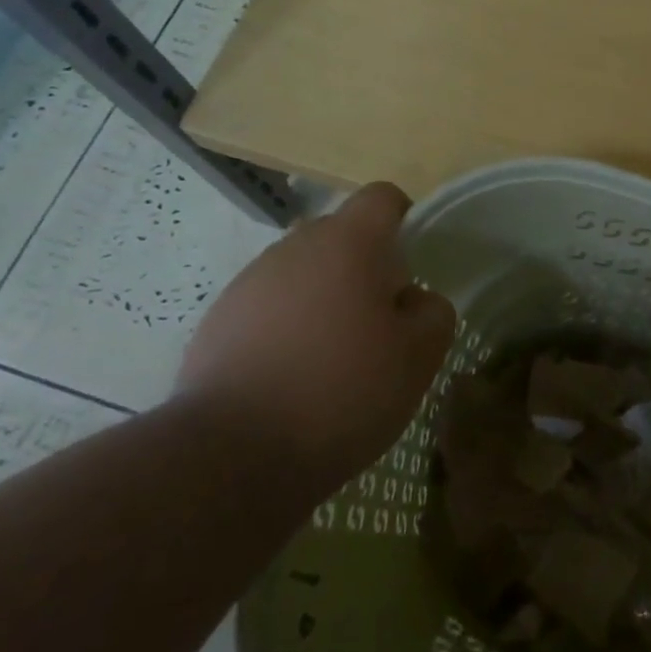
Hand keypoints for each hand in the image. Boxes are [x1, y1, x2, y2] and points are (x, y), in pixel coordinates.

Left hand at [177, 182, 455, 498]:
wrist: (231, 453)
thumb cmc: (342, 392)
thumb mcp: (419, 357)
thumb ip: (433, 313)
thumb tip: (414, 300)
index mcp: (348, 243)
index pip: (383, 198)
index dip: (405, 222)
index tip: (413, 269)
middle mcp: (294, 247)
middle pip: (341, 236)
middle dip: (365, 268)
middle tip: (379, 324)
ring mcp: (249, 282)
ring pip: (303, 273)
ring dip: (324, 299)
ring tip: (332, 359)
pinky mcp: (218, 320)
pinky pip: (268, 307)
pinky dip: (287, 328)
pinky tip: (292, 378)